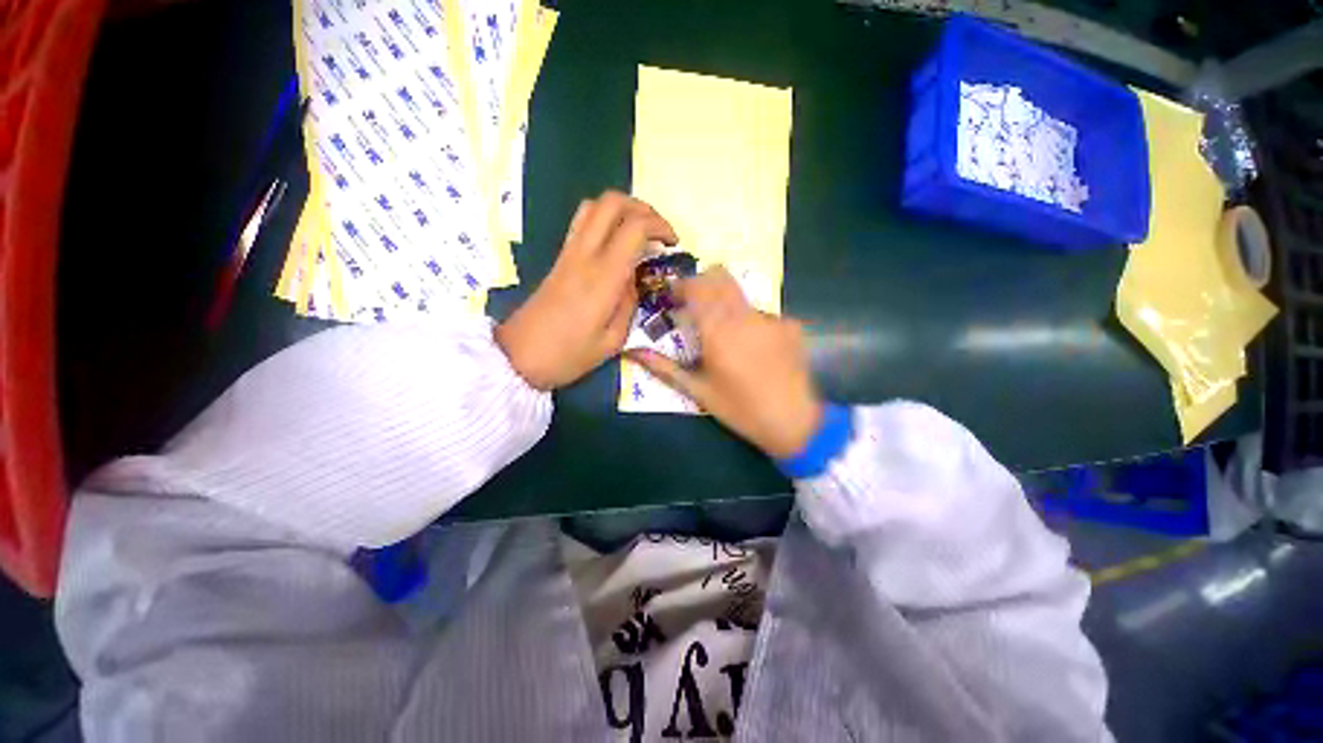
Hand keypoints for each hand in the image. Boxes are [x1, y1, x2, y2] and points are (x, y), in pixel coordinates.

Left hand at [496, 191, 676, 389]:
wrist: (519, 357)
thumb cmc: (569, 355)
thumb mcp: (612, 340)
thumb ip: (629, 304)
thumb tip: (632, 279)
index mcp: (603, 277)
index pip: (634, 227)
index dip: (660, 226)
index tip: (673, 243)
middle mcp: (584, 255)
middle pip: (612, 202)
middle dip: (642, 208)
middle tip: (658, 231)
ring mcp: (568, 253)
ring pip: (594, 206)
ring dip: (622, 210)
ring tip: (638, 232)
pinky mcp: (559, 258)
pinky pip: (583, 223)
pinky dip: (605, 221)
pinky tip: (616, 244)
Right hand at [627, 267, 823, 458]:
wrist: (792, 422)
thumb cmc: (739, 409)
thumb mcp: (698, 390)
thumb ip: (664, 367)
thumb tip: (632, 352)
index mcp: (718, 331)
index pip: (696, 288)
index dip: (681, 285)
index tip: (673, 296)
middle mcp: (744, 316)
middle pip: (720, 276)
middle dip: (702, 283)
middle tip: (693, 304)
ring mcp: (771, 318)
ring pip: (741, 295)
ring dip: (726, 305)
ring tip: (725, 335)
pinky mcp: (790, 325)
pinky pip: (762, 313)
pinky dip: (750, 322)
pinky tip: (754, 348)